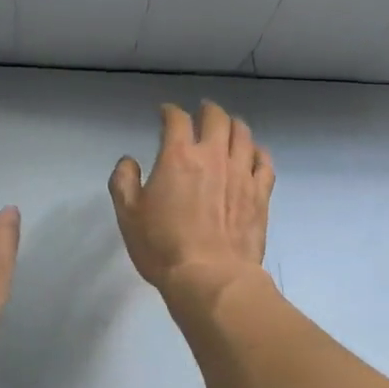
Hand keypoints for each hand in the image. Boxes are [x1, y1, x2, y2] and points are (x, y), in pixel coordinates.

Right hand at [109, 102, 274, 307]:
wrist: (210, 277)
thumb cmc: (163, 247)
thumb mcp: (128, 215)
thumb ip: (124, 181)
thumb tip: (129, 161)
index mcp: (178, 156)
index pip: (176, 119)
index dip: (170, 111)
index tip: (165, 113)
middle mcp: (214, 156)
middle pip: (216, 118)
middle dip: (207, 110)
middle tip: (202, 112)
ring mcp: (242, 173)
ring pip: (243, 134)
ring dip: (233, 125)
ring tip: (228, 128)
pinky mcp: (260, 193)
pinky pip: (264, 161)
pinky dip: (257, 151)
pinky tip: (253, 155)